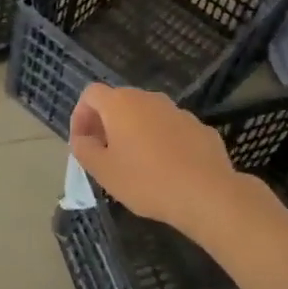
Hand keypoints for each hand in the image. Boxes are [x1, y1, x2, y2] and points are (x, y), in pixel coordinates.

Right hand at [68, 85, 244, 237]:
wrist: (207, 193)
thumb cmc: (146, 181)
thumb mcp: (103, 171)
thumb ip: (84, 149)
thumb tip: (82, 139)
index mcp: (120, 104)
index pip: (91, 94)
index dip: (80, 116)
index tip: (82, 143)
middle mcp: (148, 98)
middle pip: (119, 102)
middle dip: (107, 124)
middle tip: (104, 154)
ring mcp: (177, 111)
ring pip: (147, 115)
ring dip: (135, 132)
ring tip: (136, 164)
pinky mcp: (199, 127)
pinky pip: (171, 129)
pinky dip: (162, 141)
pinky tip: (166, 169)